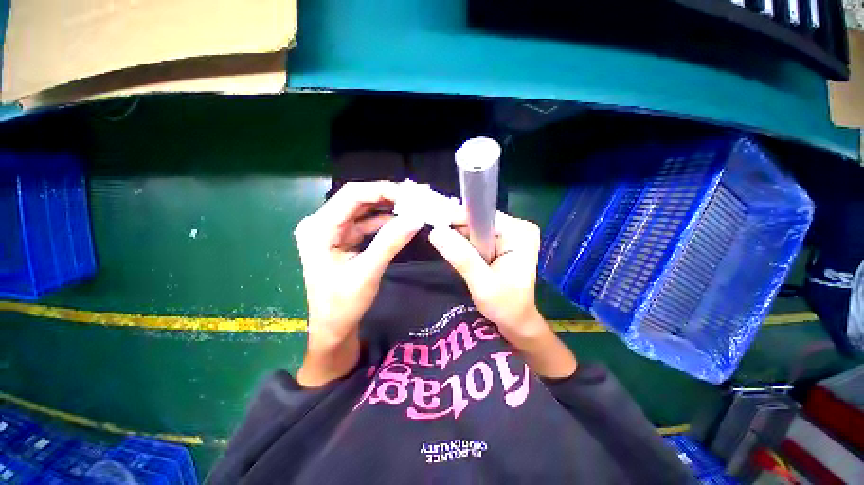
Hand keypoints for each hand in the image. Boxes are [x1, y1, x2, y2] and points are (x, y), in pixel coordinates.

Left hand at [295, 181, 422, 386]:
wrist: (334, 327)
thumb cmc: (343, 305)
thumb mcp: (367, 273)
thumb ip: (390, 242)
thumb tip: (416, 218)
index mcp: (319, 228)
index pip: (352, 195)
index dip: (383, 190)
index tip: (411, 194)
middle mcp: (323, 223)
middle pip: (359, 199)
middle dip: (389, 196)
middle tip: (418, 196)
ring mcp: (334, 230)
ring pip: (366, 209)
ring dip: (390, 207)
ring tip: (415, 204)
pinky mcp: (345, 238)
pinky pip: (368, 222)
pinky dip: (386, 220)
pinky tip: (403, 219)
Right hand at [428, 210, 576, 377]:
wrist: (516, 321)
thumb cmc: (505, 307)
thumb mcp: (483, 285)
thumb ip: (462, 258)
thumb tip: (436, 232)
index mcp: (519, 233)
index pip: (481, 216)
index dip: (456, 221)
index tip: (435, 228)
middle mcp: (517, 228)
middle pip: (477, 219)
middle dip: (458, 232)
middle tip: (440, 244)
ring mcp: (510, 233)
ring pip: (474, 227)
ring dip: (460, 239)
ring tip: (449, 252)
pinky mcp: (502, 241)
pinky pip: (477, 235)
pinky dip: (465, 244)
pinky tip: (459, 254)